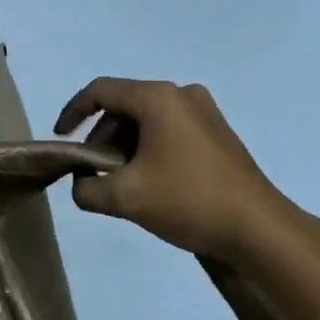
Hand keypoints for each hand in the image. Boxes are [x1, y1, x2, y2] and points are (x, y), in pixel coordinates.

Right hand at [54, 78, 284, 261]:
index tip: (61, 139)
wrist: (258, 228)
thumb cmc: (187, 200)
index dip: (73, 112)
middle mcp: (182, 95)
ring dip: (126, 146)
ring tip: (121, 183)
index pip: (100, 91)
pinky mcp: (218, 134)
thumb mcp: (125, 198)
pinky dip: (150, 149)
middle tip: (94, 172)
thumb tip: (81, 184)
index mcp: (157, 98)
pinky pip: (170, 130)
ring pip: (148, 120)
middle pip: (125, 106)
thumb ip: (86, 189)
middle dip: (102, 138)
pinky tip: (150, 183)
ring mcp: (205, 113)